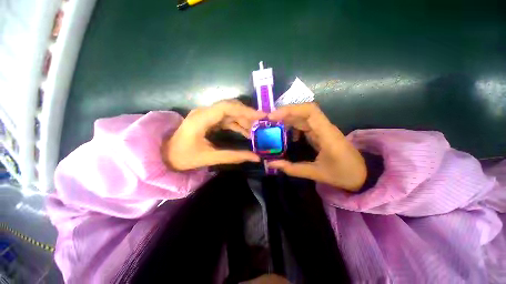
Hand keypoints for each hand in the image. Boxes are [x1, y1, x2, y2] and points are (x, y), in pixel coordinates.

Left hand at [163, 100, 264, 170]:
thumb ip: (233, 156)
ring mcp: (206, 115)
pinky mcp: (208, 119)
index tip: (262, 116)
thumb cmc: (184, 157)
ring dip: (243, 120)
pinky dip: (237, 124)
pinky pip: (226, 118)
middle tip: (261, 124)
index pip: (227, 108)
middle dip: (247, 115)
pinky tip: (245, 132)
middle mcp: (204, 112)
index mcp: (201, 119)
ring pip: (230, 112)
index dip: (246, 110)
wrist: (165, 155)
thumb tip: (255, 157)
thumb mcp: (209, 158)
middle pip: (230, 107)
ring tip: (255, 131)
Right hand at [267, 103, 365, 190]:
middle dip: (284, 113)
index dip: (290, 110)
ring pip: (303, 117)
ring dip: (287, 119)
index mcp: (327, 134)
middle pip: (304, 111)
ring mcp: (322, 129)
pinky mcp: (320, 133)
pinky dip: (293, 126)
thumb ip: (292, 169)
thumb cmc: (343, 174)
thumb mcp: (316, 173)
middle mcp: (324, 127)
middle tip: (268, 120)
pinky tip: (287, 134)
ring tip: (273, 125)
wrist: (362, 174)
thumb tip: (271, 164)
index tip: (273, 116)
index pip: (309, 111)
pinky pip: (304, 124)